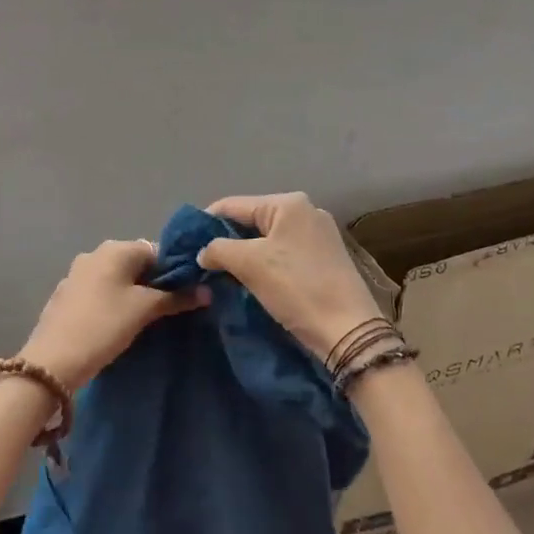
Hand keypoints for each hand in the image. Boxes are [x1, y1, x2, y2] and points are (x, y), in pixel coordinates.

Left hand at [19, 240, 206, 390]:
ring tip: (144, 320)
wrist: (53, 360)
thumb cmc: (104, 326)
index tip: (185, 295)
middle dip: (153, 283)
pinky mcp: (66, 295)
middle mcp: (95, 253)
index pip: (156, 250)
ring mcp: (76, 274)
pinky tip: (116, 324)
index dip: (174, 271)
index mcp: (115, 249)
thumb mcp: (144, 311)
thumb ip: (177, 298)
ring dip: (132, 294)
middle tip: (167, 310)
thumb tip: (207, 291)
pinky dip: (112, 302)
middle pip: (135, 263)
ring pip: (116, 278)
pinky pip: (99, 292)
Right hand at [198, 193, 385, 361]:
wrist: (348, 330)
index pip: (233, 205)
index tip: (185, 245)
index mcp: (288, 203)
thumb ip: (218, 249)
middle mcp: (306, 211)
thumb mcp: (249, 264)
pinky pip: (284, 253)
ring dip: (245, 255)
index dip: (205, 223)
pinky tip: (252, 281)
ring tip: (223, 274)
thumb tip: (203, 252)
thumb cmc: (296, 287)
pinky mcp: (326, 259)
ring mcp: (319, 235)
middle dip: (226, 240)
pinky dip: (265, 264)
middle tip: (203, 262)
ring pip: (267, 239)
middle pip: (251, 220)